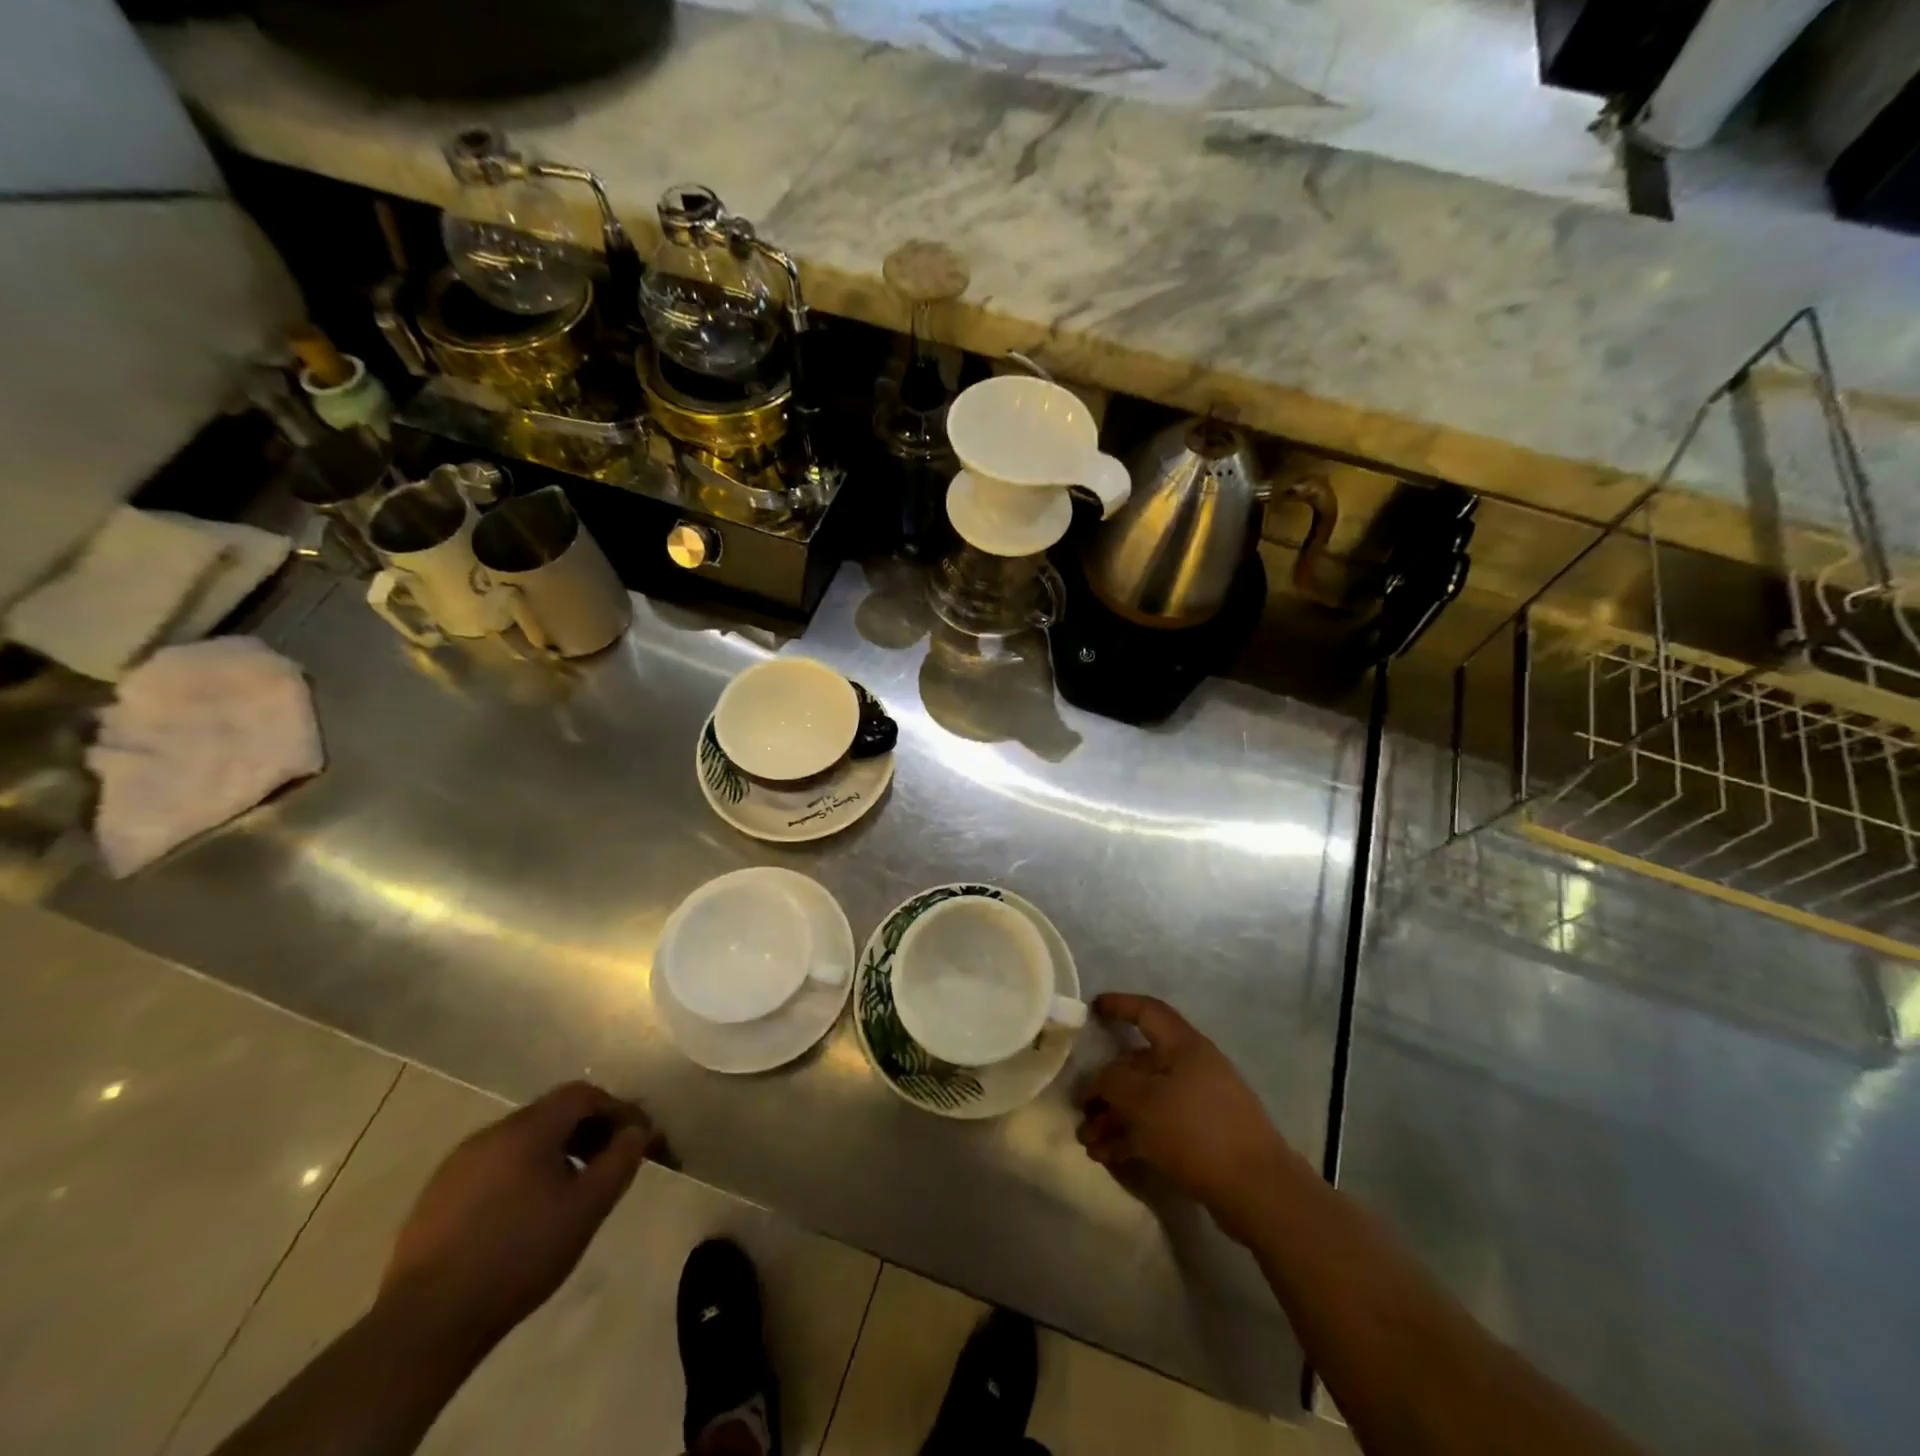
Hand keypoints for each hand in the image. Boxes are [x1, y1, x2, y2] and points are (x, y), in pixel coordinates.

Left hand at [380, 1081, 653, 1348]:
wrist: (427, 1322)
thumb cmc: (520, 1254)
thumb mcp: (587, 1208)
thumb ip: (620, 1161)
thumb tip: (637, 1132)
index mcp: (528, 1128)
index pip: (582, 1095)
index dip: (615, 1109)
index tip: (635, 1139)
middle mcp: (491, 1134)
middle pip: (550, 1114)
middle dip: (585, 1132)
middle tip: (606, 1164)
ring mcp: (457, 1165)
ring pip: (519, 1142)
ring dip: (552, 1155)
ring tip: (567, 1192)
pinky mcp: (435, 1198)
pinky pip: (492, 1168)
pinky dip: (519, 1176)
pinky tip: (522, 1215)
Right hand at [1075, 993, 1303, 1240]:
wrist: (1258, 1190)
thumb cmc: (1196, 1130)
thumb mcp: (1143, 1101)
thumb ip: (1113, 1081)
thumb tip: (1101, 1079)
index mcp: (1184, 1047)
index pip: (1148, 1012)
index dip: (1120, 1005)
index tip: (1093, 1008)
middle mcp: (1193, 1068)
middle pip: (1141, 1065)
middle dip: (1107, 1086)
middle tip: (1081, 1108)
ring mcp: (1201, 1104)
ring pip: (1147, 1101)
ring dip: (1115, 1118)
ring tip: (1088, 1143)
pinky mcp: (1205, 1138)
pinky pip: (1159, 1127)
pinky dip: (1133, 1137)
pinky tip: (1108, 1157)